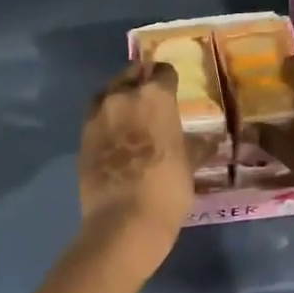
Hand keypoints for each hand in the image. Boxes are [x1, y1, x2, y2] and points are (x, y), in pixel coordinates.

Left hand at [77, 61, 193, 254]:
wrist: (124, 220)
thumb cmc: (167, 187)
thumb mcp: (189, 164)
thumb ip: (197, 146)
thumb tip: (211, 140)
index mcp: (155, 96)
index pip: (163, 72)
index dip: (169, 79)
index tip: (173, 89)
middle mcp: (123, 96)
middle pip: (131, 75)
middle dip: (141, 82)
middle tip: (151, 99)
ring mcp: (98, 116)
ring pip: (108, 93)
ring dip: (119, 98)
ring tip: (130, 115)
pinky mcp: (82, 137)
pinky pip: (95, 118)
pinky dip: (105, 121)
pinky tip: (115, 136)